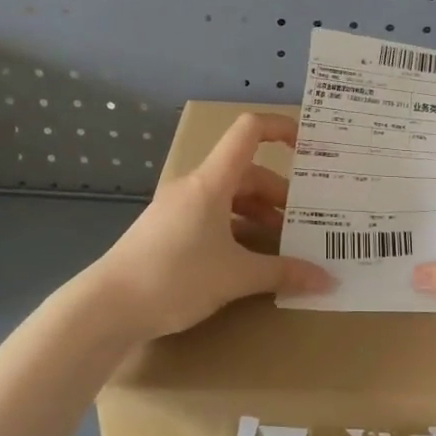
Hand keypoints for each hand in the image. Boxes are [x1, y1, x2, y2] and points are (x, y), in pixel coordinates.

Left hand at [84, 112, 332, 341]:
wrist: (107, 308)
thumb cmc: (175, 278)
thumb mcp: (236, 276)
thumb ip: (283, 273)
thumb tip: (328, 280)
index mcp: (212, 181)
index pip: (249, 131)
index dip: (280, 128)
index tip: (308, 146)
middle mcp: (195, 186)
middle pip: (247, 173)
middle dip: (279, 194)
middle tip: (305, 221)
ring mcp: (179, 207)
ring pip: (230, 198)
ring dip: (259, 215)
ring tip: (283, 245)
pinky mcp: (168, 230)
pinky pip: (213, 217)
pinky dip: (236, 230)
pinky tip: (249, 260)